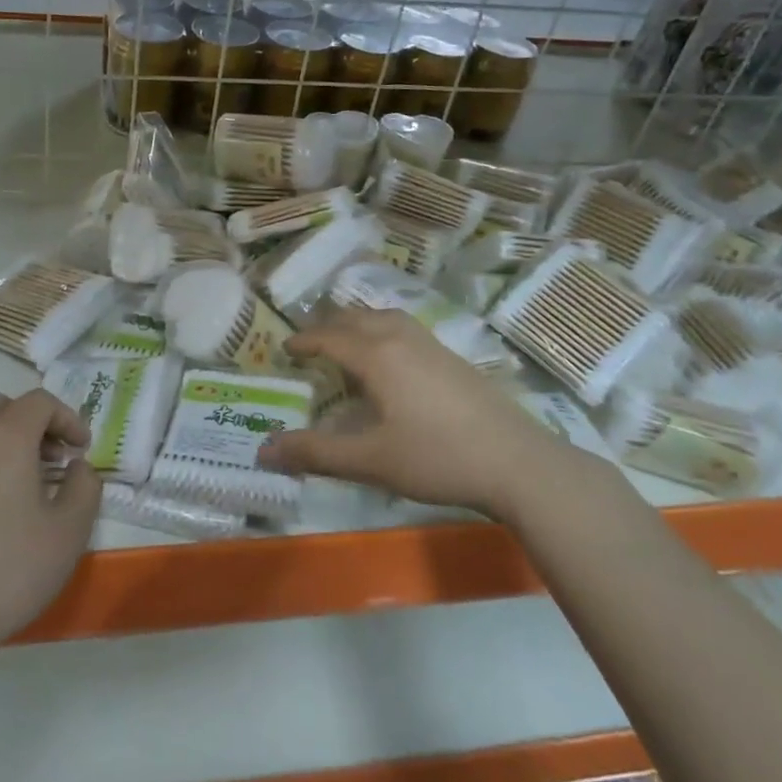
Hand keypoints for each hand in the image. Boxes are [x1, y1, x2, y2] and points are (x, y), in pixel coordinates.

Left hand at [0, 389, 101, 650]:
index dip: (67, 418)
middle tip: (49, 458)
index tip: (81, 449)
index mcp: (6, 437)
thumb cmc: (10, 569)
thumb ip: (84, 486)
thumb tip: (77, 468)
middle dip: (29, 422)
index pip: (40, 401)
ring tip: (17, 487)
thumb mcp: (70, 530)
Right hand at [258, 309, 557, 516]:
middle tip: (311, 345)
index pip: (330, 337)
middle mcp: (402, 339)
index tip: (285, 349)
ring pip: (386, 318)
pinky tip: (393, 361)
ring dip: (359, 324)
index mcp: (378, 356)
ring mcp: (433, 346)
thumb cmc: (437, 458)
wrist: (518, 463)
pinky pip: (406, 329)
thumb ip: (315, 453)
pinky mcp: (455, 359)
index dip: (304, 341)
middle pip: (357, 318)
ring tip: (348, 344)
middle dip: (329, 327)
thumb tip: (263, 451)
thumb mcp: (370, 460)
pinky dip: (384, 332)